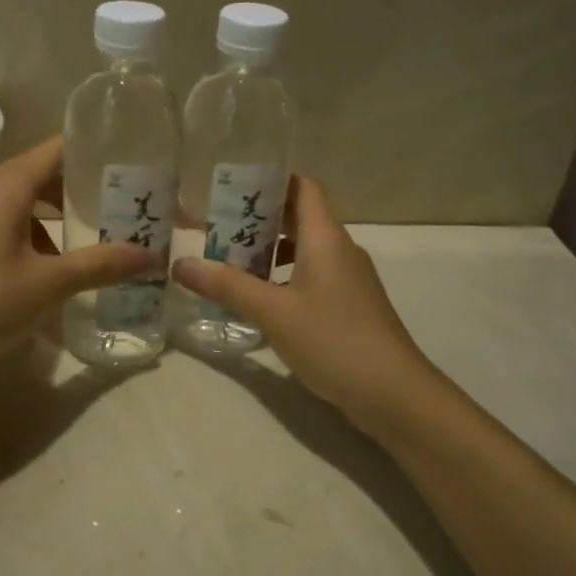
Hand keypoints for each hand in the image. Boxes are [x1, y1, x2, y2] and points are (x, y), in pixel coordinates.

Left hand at [0, 137, 151, 365]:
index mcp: (6, 184)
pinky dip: (29, 234)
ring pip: (20, 202)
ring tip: (91, 240)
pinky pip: (0, 222)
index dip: (95, 153)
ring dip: (54, 218)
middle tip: (121, 208)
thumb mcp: (47, 284)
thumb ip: (99, 265)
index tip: (129, 166)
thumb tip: (150, 256)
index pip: (58, 148)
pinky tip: (47, 269)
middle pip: (40, 174)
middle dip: (80, 191)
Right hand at [172, 176, 442, 427]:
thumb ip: (227, 286)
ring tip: (228, 263)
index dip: (270, 181)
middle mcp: (339, 250)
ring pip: (303, 249)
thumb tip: (180, 263)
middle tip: (216, 227)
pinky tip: (258, 299)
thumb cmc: (334, 340)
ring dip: (268, 252)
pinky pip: (310, 275)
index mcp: (325, 237)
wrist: (394, 394)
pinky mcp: (348, 305)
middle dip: (257, 220)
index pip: (302, 187)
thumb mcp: (273, 312)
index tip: (232, 187)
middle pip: (298, 217)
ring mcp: (347, 279)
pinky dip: (282, 277)